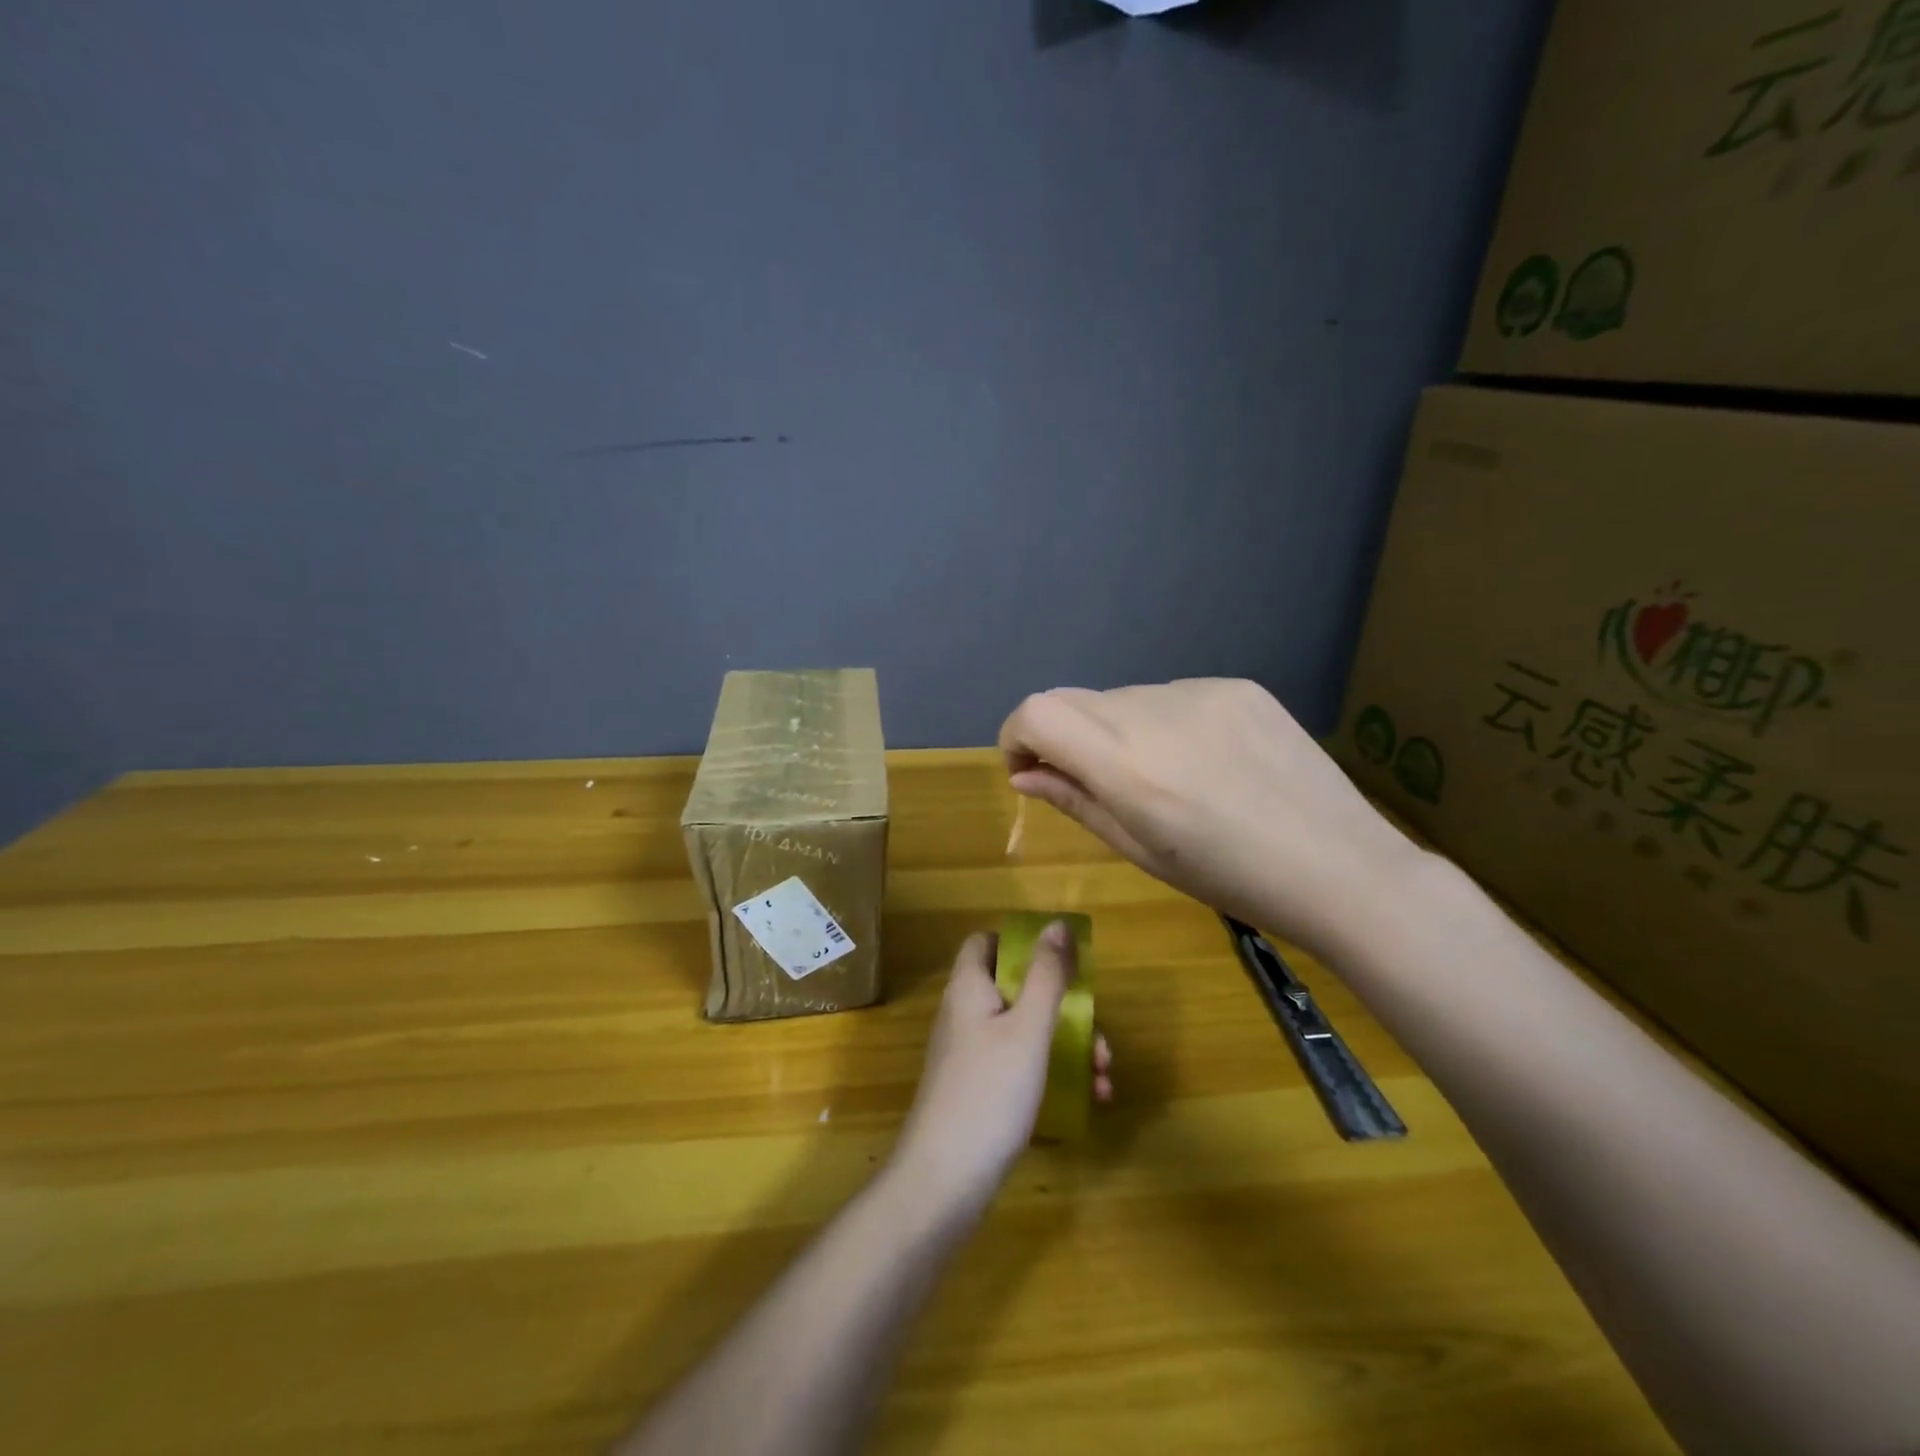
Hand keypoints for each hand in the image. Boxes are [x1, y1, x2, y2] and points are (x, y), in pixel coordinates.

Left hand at [892, 927, 1111, 1211]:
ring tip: (1104, 1074)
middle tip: (1098, 1031)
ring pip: (1025, 1030)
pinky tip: (1090, 1099)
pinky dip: (1053, 1073)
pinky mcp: (980, 1089)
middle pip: (1015, 988)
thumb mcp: (1028, 1028)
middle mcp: (966, 1014)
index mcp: (969, 988)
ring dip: (1068, 1044)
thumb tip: (1056, 925)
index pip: (986, 942)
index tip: (1060, 958)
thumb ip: (1046, 975)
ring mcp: (971, 1055)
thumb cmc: (990, 1091)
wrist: (945, 1180)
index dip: (1020, 942)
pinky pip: (1020, 1065)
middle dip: (1063, 1005)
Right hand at [1000, 679, 1424, 960]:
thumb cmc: (1231, 880)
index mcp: (1128, 766)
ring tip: (1163, 778)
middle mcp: (1155, 713)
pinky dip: (1163, 723)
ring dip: (1117, 731)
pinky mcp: (1238, 686)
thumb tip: (1024, 775)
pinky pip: (1172, 696)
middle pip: (1073, 700)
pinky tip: (1205, 762)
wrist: (1342, 867)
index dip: (1016, 736)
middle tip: (1091, 782)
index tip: (1029, 770)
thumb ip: (1076, 802)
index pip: (1037, 712)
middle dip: (1063, 737)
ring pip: (1123, 699)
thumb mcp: (1142, 852)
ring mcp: (1201, 692)